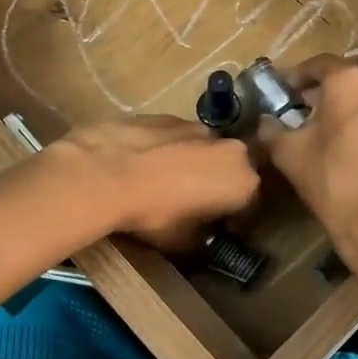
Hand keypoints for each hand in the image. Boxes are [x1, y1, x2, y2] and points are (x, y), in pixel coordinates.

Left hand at [49, 115, 259, 251]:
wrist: (105, 173)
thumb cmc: (154, 214)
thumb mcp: (182, 243)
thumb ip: (202, 241)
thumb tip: (202, 241)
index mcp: (244, 181)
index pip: (252, 205)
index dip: (237, 221)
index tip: (219, 231)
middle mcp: (230, 149)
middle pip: (232, 170)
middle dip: (219, 186)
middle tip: (195, 206)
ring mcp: (198, 126)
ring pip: (205, 150)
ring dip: (195, 164)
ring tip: (166, 184)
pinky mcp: (167, 115)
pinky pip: (177, 138)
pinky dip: (169, 150)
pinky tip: (145, 166)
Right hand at [260, 55, 357, 252]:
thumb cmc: (331, 182)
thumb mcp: (288, 154)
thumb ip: (272, 129)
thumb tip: (266, 120)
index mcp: (347, 80)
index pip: (320, 63)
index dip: (301, 75)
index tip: (291, 90)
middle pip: (356, 71)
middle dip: (336, 84)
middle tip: (321, 104)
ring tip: (353, 119)